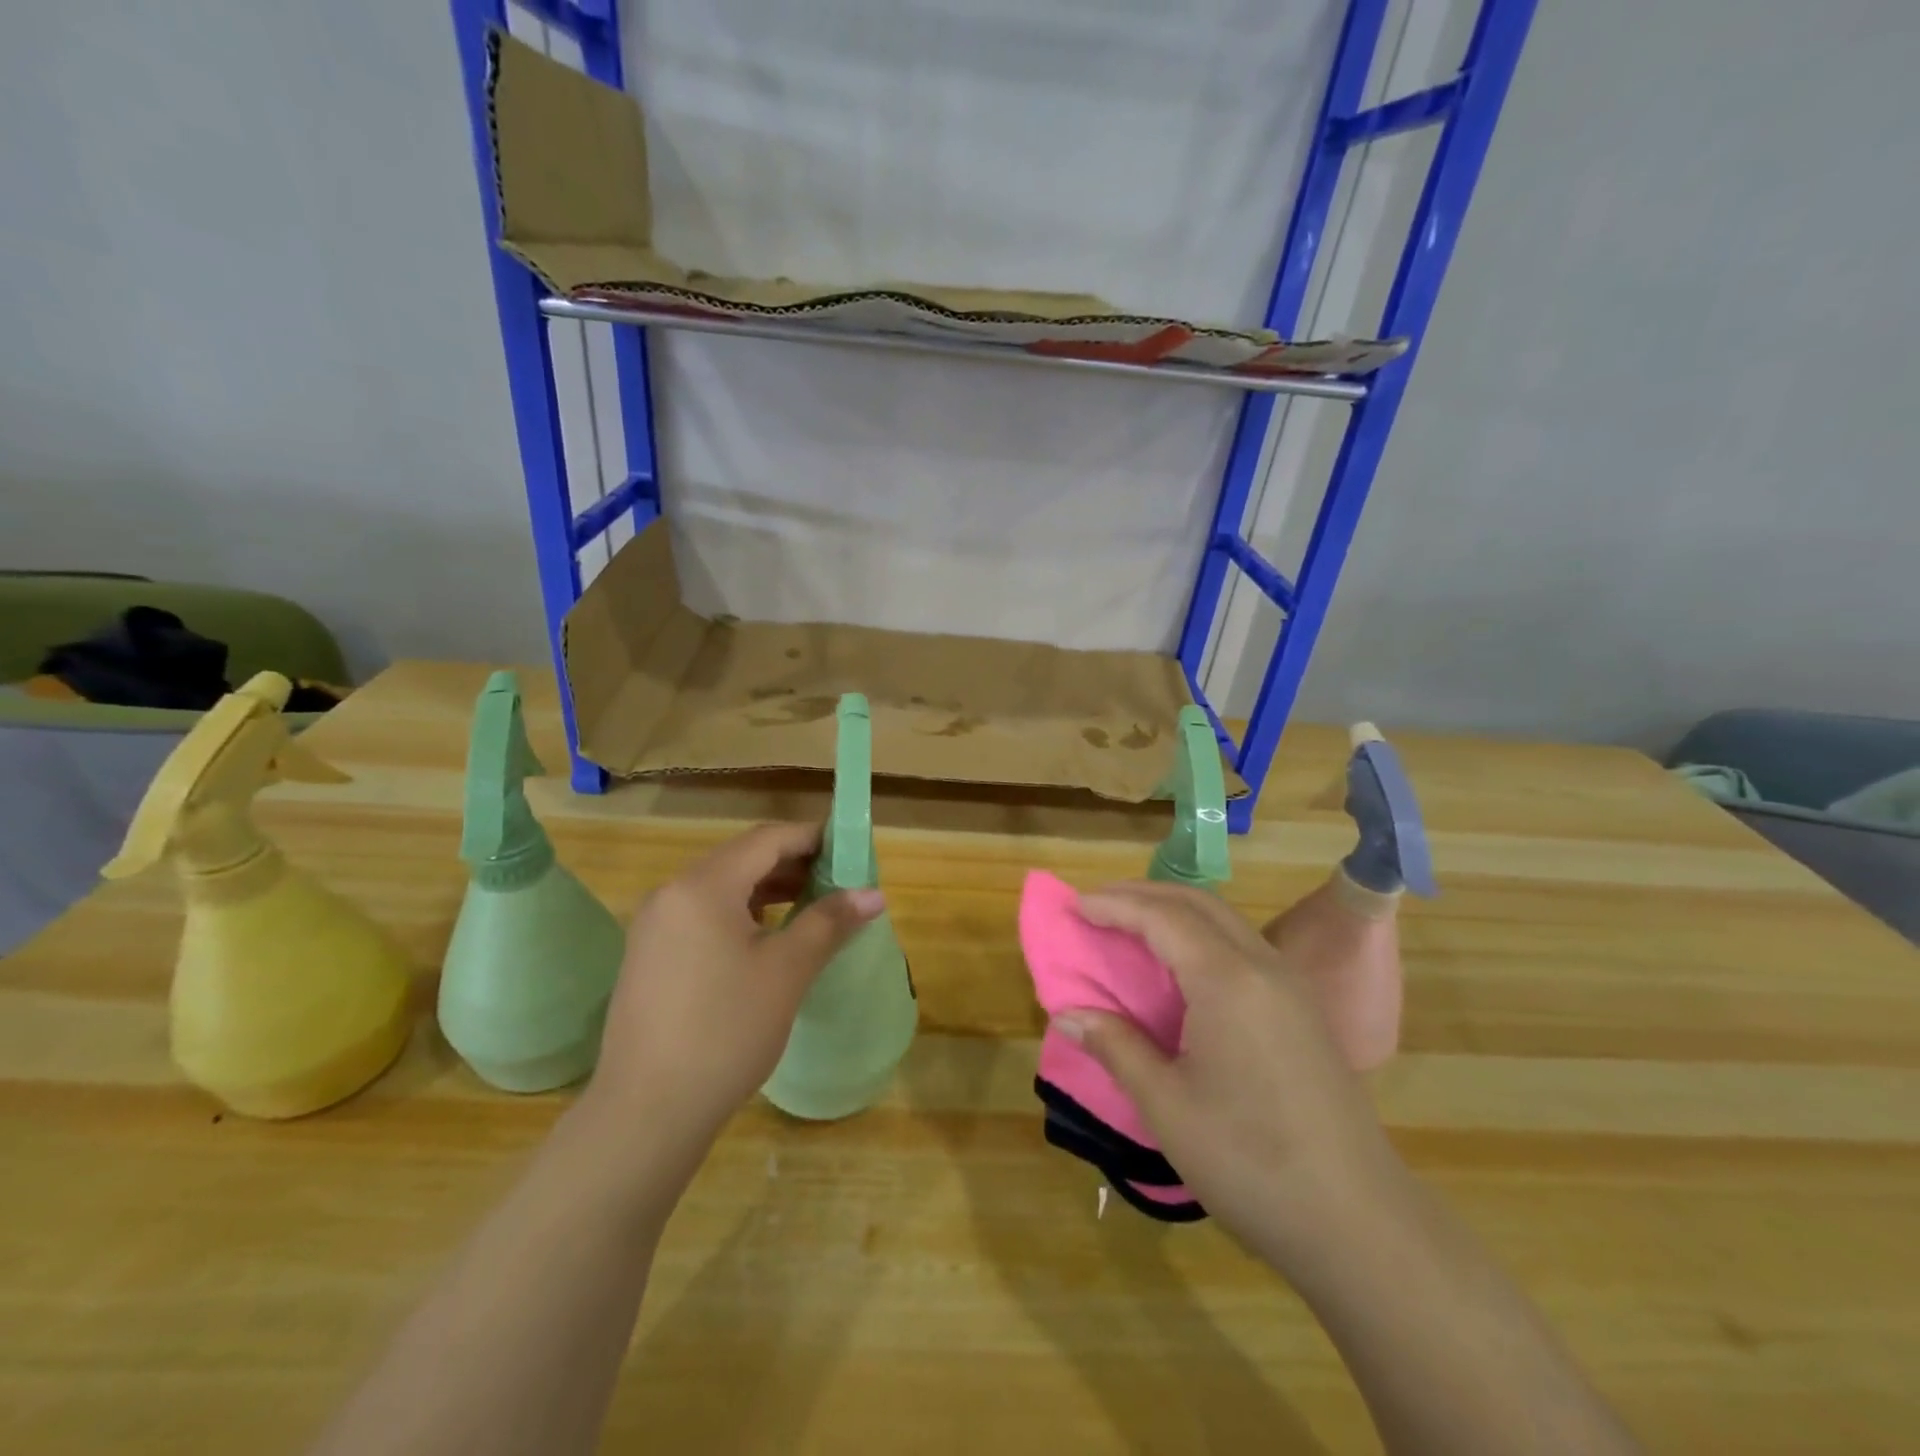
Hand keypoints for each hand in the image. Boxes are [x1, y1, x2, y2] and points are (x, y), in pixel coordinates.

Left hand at [582, 822, 883, 1171]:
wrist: (647, 1113)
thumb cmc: (726, 1031)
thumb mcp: (787, 971)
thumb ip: (830, 922)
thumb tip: (874, 894)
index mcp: (703, 886)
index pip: (766, 839)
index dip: (812, 838)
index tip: (850, 850)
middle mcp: (672, 893)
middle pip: (742, 859)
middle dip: (793, 864)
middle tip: (838, 882)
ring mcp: (654, 926)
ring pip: (722, 888)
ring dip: (768, 890)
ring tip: (811, 907)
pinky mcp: (649, 956)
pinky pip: (703, 915)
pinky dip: (741, 914)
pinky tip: (767, 939)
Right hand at [1054, 882, 1403, 1269]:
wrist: (1360, 1223)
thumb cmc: (1250, 1162)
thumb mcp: (1167, 1105)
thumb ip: (1116, 1047)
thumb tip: (1066, 1015)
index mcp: (1228, 980)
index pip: (1162, 918)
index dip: (1115, 906)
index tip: (1074, 905)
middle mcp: (1263, 965)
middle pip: (1197, 904)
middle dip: (1143, 895)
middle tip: (1096, 905)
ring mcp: (1290, 985)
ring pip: (1225, 921)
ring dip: (1174, 911)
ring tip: (1130, 926)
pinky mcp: (1302, 1009)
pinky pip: (1243, 946)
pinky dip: (1200, 936)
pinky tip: (1181, 966)